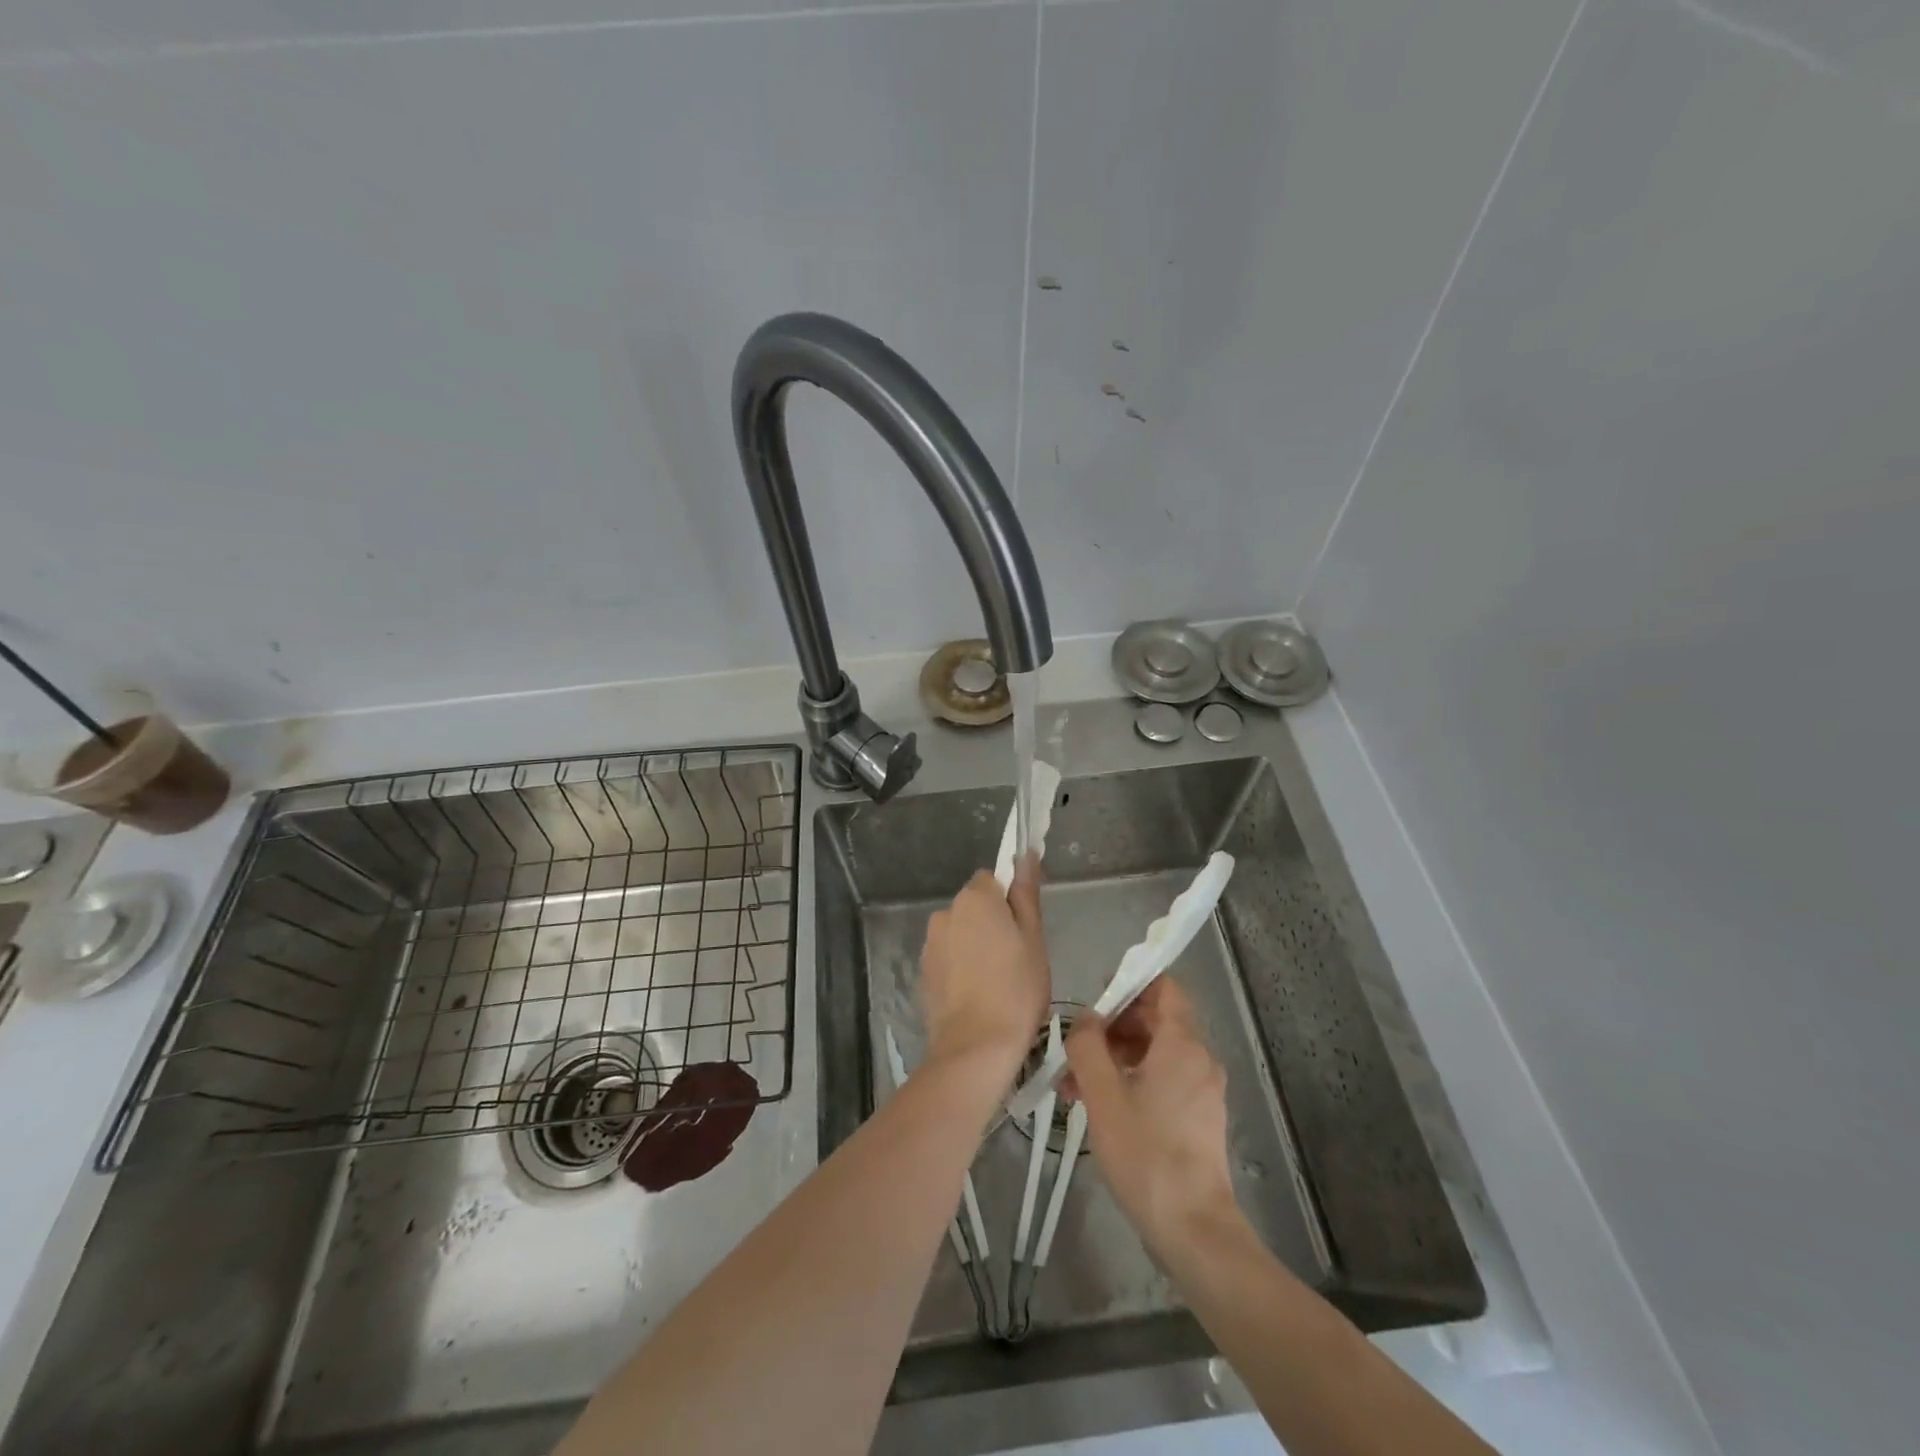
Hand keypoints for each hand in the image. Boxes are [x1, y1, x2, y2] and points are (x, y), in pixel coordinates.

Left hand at [919, 857, 1049, 1078]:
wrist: (975, 1048)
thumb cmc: (1016, 989)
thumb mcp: (1033, 938)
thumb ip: (1026, 893)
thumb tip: (1025, 854)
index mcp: (974, 899)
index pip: (992, 879)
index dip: (1009, 900)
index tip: (1024, 928)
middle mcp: (945, 913)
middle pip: (974, 906)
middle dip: (992, 923)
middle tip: (1018, 958)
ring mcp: (930, 944)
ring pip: (960, 933)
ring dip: (975, 946)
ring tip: (998, 982)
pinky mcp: (923, 973)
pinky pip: (948, 958)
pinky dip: (961, 968)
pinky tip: (978, 995)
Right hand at [1064, 978, 1244, 1256]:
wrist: (1192, 1229)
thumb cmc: (1145, 1152)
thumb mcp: (1102, 1093)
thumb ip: (1087, 1045)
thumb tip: (1085, 1019)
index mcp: (1182, 1043)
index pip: (1163, 987)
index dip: (1128, 984)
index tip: (1095, 1003)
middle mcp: (1199, 1058)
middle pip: (1155, 1020)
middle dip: (1112, 1029)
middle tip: (1075, 1052)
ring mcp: (1202, 1090)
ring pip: (1155, 1053)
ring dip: (1116, 1059)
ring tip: (1076, 1088)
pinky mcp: (1199, 1117)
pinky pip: (1163, 1080)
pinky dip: (1133, 1081)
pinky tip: (1101, 1109)